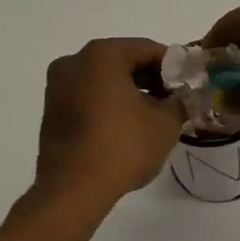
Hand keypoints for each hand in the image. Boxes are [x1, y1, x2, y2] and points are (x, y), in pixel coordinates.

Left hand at [35, 38, 184, 208]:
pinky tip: (126, 127)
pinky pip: (88, 96)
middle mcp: (74, 62)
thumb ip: (179, 102)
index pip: (147, 49)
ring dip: (129, 92)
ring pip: (104, 79)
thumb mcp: (166, 123)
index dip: (173, 66)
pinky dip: (108, 104)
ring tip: (152, 117)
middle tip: (173, 101)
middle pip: (123, 61)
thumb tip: (180, 98)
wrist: (73, 191)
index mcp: (102, 55)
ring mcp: (57, 87)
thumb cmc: (123, 147)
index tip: (188, 85)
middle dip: (150, 78)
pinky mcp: (51, 111)